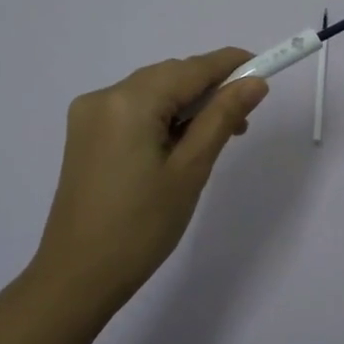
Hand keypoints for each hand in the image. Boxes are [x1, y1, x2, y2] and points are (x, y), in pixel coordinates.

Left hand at [30, 48, 268, 308]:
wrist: (77, 278)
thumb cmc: (141, 227)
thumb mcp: (191, 170)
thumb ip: (223, 118)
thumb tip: (255, 82)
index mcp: (130, 101)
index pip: (192, 69)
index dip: (231, 65)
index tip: (266, 68)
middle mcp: (105, 95)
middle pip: (170, 76)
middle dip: (210, 89)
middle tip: (244, 121)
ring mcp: (90, 114)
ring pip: (153, 92)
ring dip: (187, 105)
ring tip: (216, 137)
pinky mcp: (85, 134)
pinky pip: (134, 109)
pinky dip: (162, 117)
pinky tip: (179, 144)